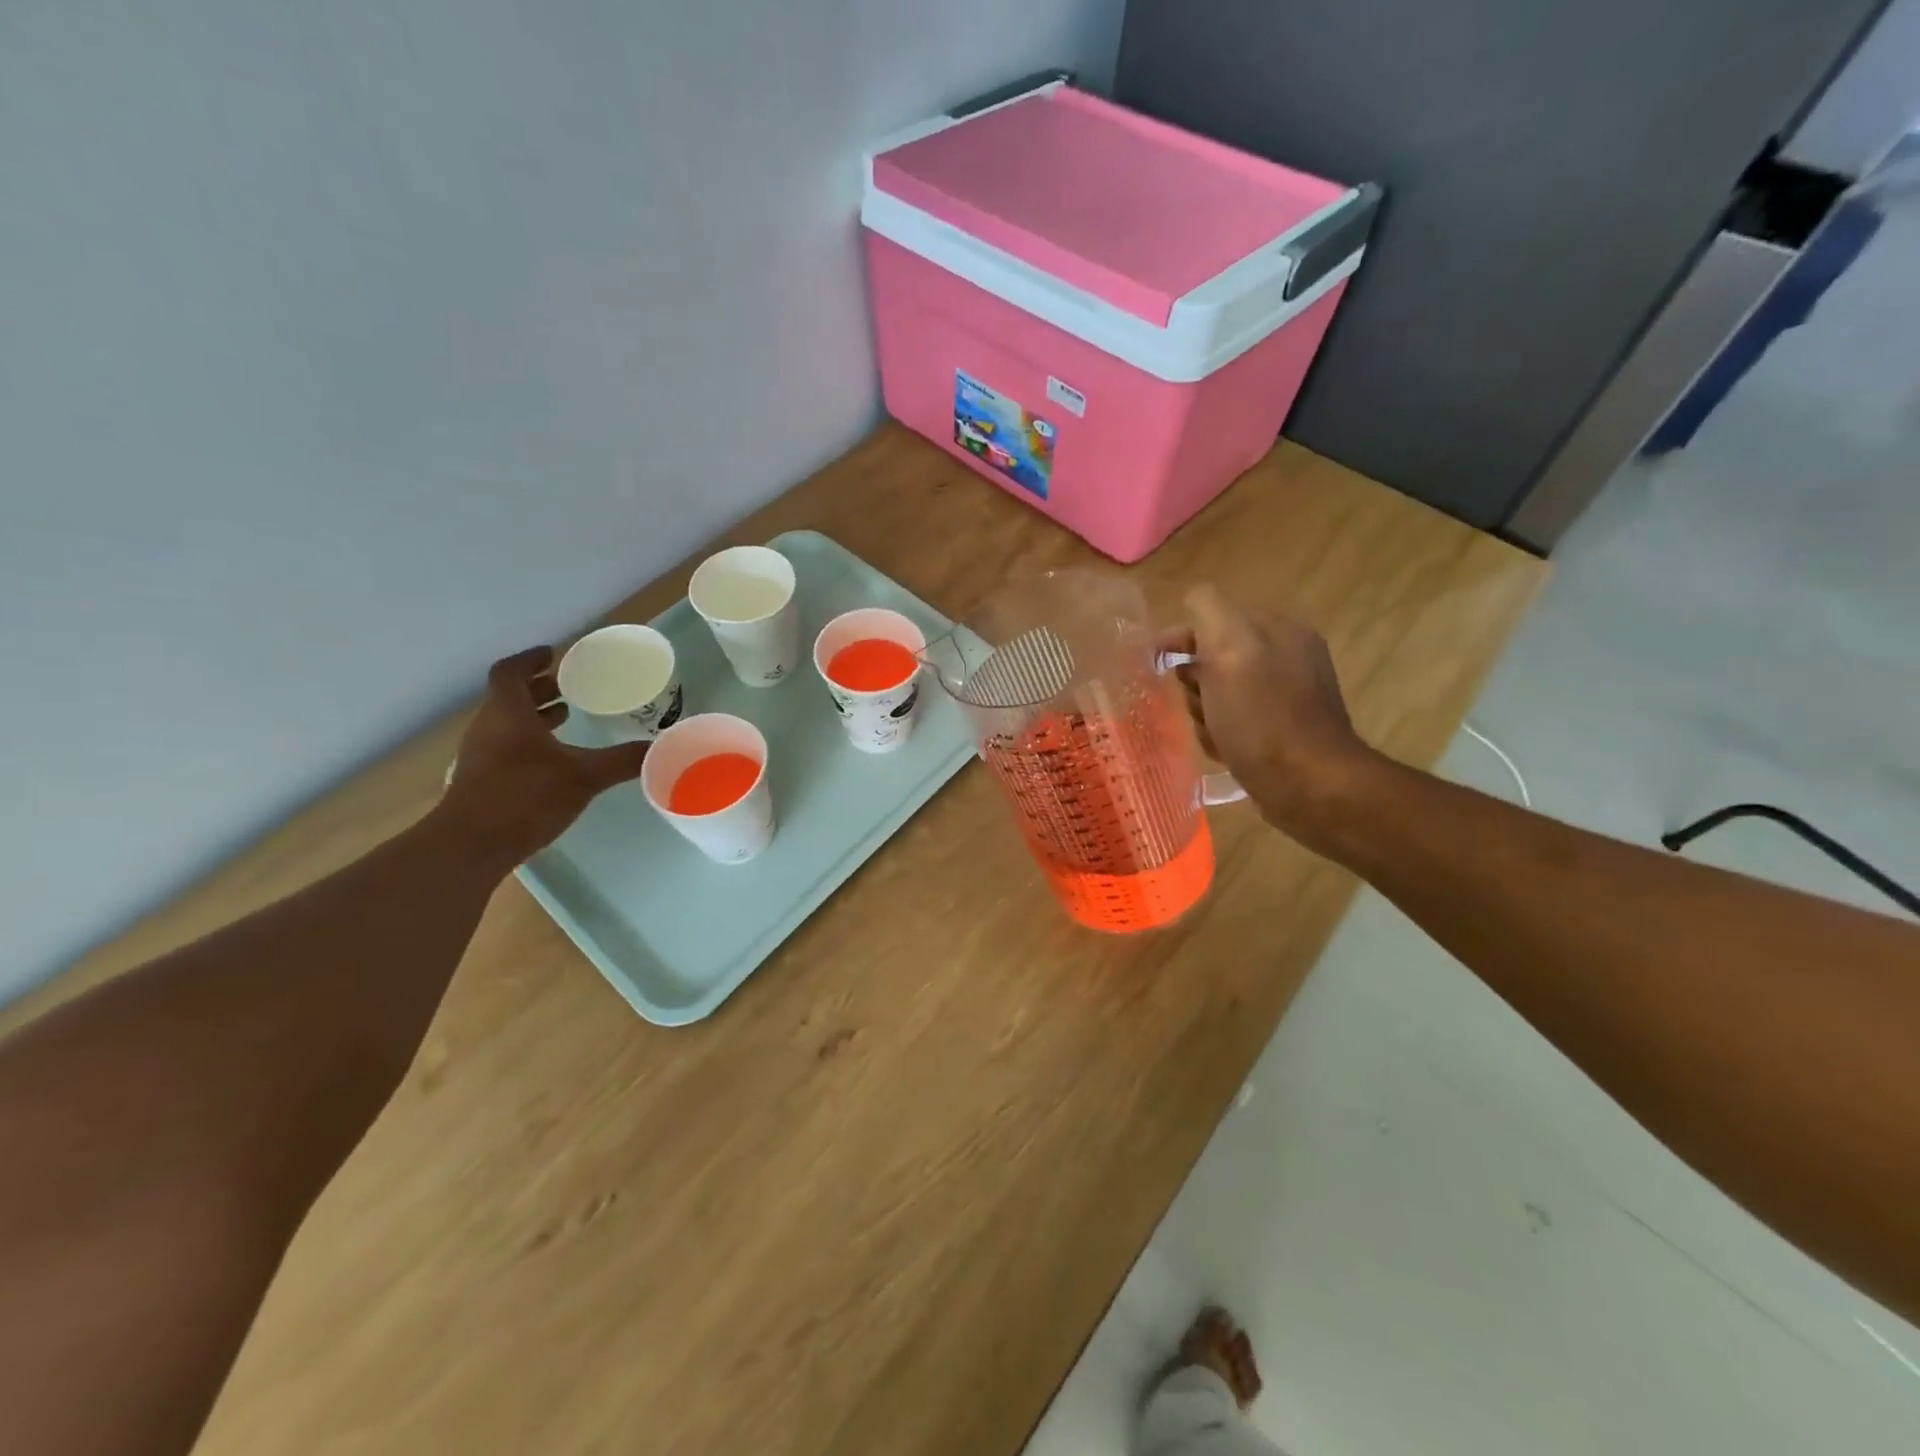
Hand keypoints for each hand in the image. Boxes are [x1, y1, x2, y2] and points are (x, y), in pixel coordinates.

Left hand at [440, 646, 652, 862]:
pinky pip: (505, 745)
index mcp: (508, 713)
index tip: (554, 654)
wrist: (471, 846)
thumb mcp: (584, 776)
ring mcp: (480, 755)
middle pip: (509, 696)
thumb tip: (663, 748)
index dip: (531, 660)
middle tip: (571, 687)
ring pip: (507, 722)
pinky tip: (553, 759)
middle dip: (539, 688)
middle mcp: (488, 727)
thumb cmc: (525, 797)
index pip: (511, 672)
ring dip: (534, 715)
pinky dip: (529, 740)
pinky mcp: (481, 780)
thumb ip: (623, 760)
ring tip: (567, 718)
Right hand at [1164, 586, 1376, 849]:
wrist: (1308, 786)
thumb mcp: (1230, 648)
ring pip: (1218, 695)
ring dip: (1204, 714)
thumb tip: (1192, 599)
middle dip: (1194, 684)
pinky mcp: (1280, 733)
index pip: (1214, 618)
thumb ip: (1208, 611)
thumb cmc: (1263, 717)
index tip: (1156, 664)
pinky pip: (1233, 723)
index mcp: (1279, 628)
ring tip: (1214, 734)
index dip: (1181, 640)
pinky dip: (1221, 736)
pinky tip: (1225, 751)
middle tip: (1199, 706)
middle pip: (1213, 660)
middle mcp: (1286, 656)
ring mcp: (1285, 697)